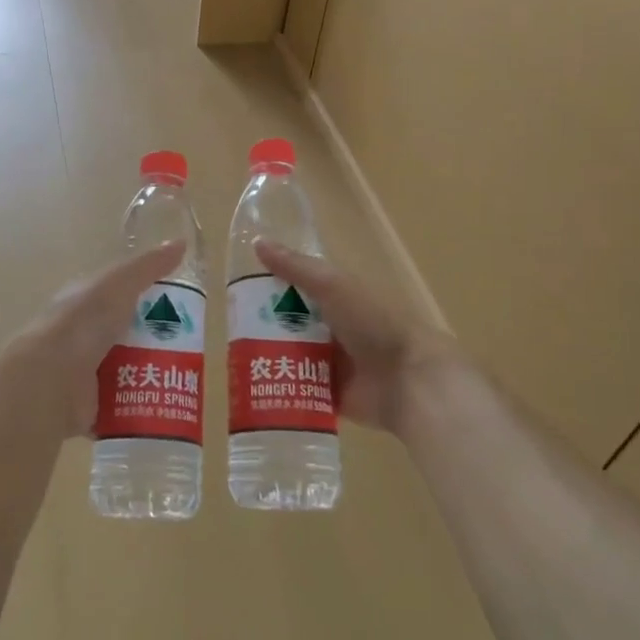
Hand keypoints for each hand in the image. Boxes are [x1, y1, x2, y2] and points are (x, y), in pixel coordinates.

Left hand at [0, 241, 185, 438]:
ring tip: (184, 378)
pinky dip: (139, 406)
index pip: (119, 294)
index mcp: (84, 301)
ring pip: (127, 368)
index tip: (180, 307)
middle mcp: (82, 334)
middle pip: (127, 333)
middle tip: (191, 348)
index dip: (148, 296)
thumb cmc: (84, 323)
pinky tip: (165, 406)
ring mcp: (84, 371)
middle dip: (156, 340)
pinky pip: (121, 404)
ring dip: (152, 373)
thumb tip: (181, 243)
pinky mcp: (89, 404)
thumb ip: (149, 266)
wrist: (51, 379)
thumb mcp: (119, 284)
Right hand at [254, 240, 460, 436]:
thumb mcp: (333, 286)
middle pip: (290, 325)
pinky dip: (281, 390)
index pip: (297, 290)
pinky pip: (300, 392)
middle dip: (263, 328)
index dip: (269, 289)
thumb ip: (296, 268)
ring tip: (234, 362)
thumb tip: (257, 242)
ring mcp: (333, 364)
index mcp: (339, 298)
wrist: (410, 380)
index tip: (236, 294)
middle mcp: (334, 329)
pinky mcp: (332, 396)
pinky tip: (252, 391)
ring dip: (269, 359)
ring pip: (292, 358)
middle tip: (229, 333)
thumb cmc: (374, 322)